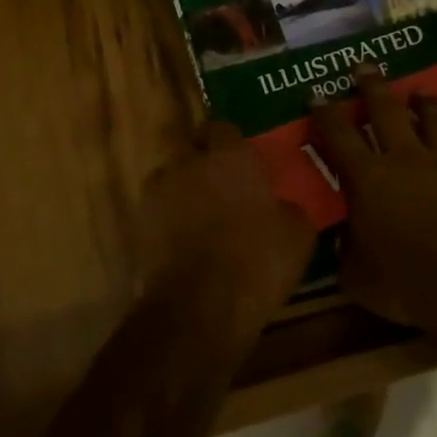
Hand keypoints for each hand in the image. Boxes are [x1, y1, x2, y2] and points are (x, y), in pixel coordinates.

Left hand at [139, 122, 315, 318]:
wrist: (198, 308)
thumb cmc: (255, 262)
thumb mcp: (298, 236)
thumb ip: (289, 208)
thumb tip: (284, 206)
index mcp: (229, 155)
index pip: (223, 128)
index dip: (232, 144)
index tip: (245, 164)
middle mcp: (188, 162)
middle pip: (193, 150)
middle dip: (205, 164)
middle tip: (225, 190)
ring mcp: (158, 191)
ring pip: (172, 179)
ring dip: (184, 192)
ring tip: (201, 220)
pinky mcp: (138, 223)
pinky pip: (157, 212)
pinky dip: (168, 222)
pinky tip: (184, 246)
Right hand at [309, 67, 436, 332]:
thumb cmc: (411, 284)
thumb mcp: (360, 279)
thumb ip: (348, 253)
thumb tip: (343, 239)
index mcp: (369, 179)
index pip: (338, 135)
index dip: (325, 113)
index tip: (317, 94)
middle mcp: (408, 158)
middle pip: (386, 110)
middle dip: (372, 87)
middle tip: (365, 67)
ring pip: (436, 120)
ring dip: (426, 104)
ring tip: (422, 92)